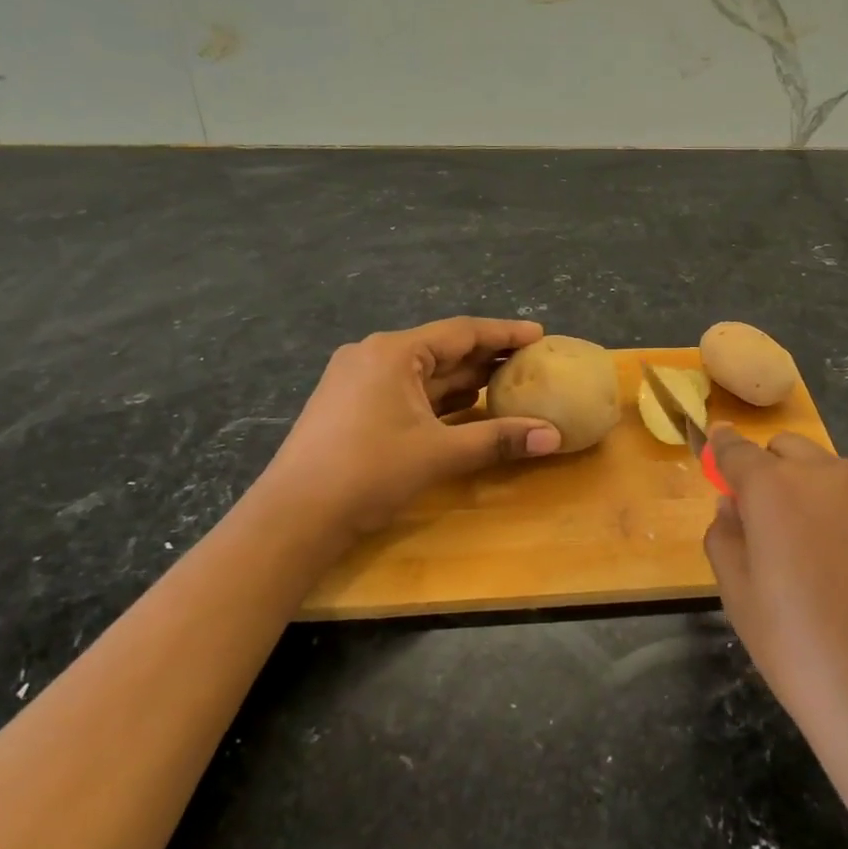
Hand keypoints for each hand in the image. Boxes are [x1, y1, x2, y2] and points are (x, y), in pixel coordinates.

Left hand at [262, 317, 561, 534]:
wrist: (293, 517)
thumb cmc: (368, 472)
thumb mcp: (439, 454)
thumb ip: (498, 439)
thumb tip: (553, 436)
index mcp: (393, 352)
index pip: (461, 331)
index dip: (504, 334)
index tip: (539, 335)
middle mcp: (374, 356)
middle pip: (442, 349)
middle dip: (486, 357)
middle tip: (530, 362)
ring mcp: (358, 382)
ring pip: (423, 373)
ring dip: (463, 380)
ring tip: (507, 383)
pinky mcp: (351, 407)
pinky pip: (407, 392)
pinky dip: (439, 399)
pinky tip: (465, 409)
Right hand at [703, 428, 847, 838]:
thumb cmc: (800, 651)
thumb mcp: (739, 598)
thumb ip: (725, 537)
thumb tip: (733, 506)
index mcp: (774, 488)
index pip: (736, 450)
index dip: (722, 450)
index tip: (716, 450)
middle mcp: (827, 474)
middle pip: (786, 449)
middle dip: (769, 471)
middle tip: (767, 523)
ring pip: (829, 472)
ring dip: (812, 490)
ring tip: (818, 553)